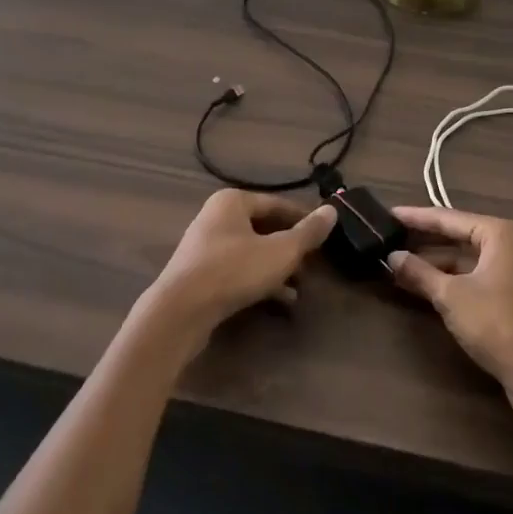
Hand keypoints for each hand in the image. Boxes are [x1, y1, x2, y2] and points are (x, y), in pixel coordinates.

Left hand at [140, 191, 336, 341]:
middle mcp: (216, 217)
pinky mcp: (201, 275)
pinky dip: (260, 280)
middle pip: (264, 227)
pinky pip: (238, 270)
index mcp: (232, 201)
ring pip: (252, 251)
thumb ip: (307, 233)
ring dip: (278, 267)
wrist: (180, 312)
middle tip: (314, 263)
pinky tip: (282, 300)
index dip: (303, 219)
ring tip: (302, 285)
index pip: (277, 204)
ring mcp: (206, 247)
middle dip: (290, 247)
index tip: (324, 236)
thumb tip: (332, 211)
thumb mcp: (280, 252)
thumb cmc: (233, 271)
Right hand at [387, 206, 512, 422]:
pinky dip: (452, 279)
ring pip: (467, 259)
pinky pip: (476, 276)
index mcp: (499, 233)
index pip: (448, 218)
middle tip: (391, 237)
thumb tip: (392, 257)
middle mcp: (511, 245)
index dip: (416, 217)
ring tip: (400, 265)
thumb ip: (420, 273)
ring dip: (436, 264)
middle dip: (425, 241)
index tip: (389, 213)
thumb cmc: (497, 323)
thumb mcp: (451, 296)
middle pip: (459, 236)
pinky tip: (426, 285)